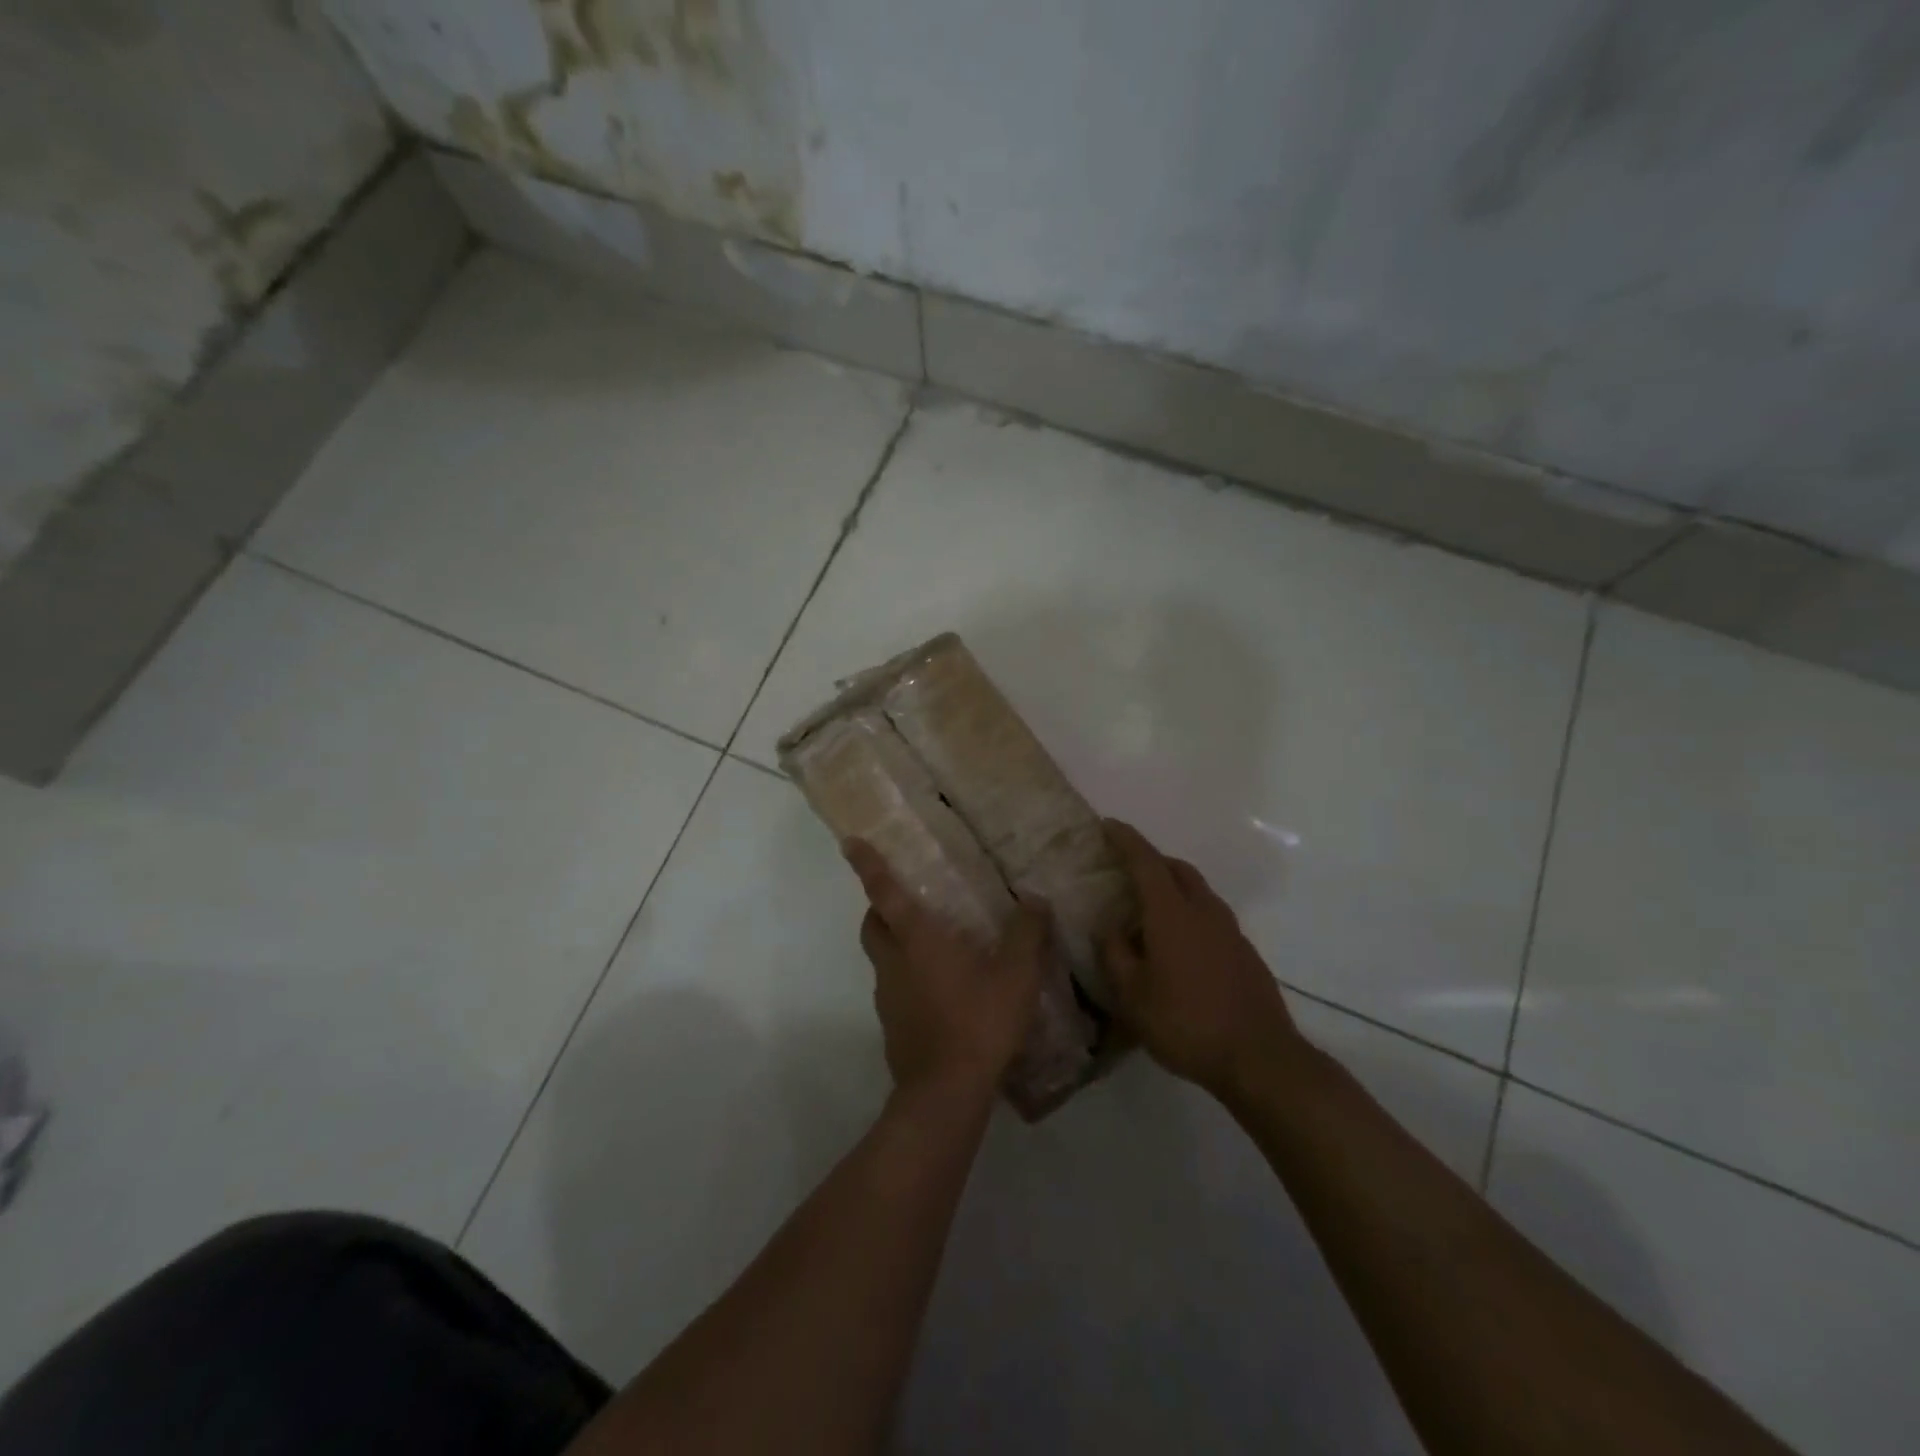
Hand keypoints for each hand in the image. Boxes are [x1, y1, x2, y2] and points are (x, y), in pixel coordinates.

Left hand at [844, 839, 1048, 1099]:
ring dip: (896, 944)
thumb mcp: (1016, 975)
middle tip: (906, 899)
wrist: (946, 1094)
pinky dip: (908, 979)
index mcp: (917, 940)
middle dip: (879, 906)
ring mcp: (888, 997)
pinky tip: (941, 992)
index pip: (885, 892)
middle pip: (872, 924)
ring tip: (935, 947)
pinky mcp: (892, 1026)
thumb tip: (1035, 900)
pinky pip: (894, 989)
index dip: (868, 865)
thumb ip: (1027, 934)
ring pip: (882, 958)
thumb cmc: (979, 1022)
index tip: (851, 842)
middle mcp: (893, 963)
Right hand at [1100, 819, 1302, 1097]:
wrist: (1260, 1058)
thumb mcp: (1132, 996)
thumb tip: (1110, 929)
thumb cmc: (1186, 1023)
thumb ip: (1115, 955)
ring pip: (1198, 891)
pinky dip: (1190, 912)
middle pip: (1177, 869)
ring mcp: (1230, 931)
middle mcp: (1204, 911)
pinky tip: (1179, 945)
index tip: (1108, 825)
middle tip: (1127, 868)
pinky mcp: (1245, 952)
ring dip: (1173, 886)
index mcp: (1172, 914)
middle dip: (1151, 860)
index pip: (1146, 863)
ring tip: (1150, 908)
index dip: (1126, 841)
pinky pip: (1211, 916)